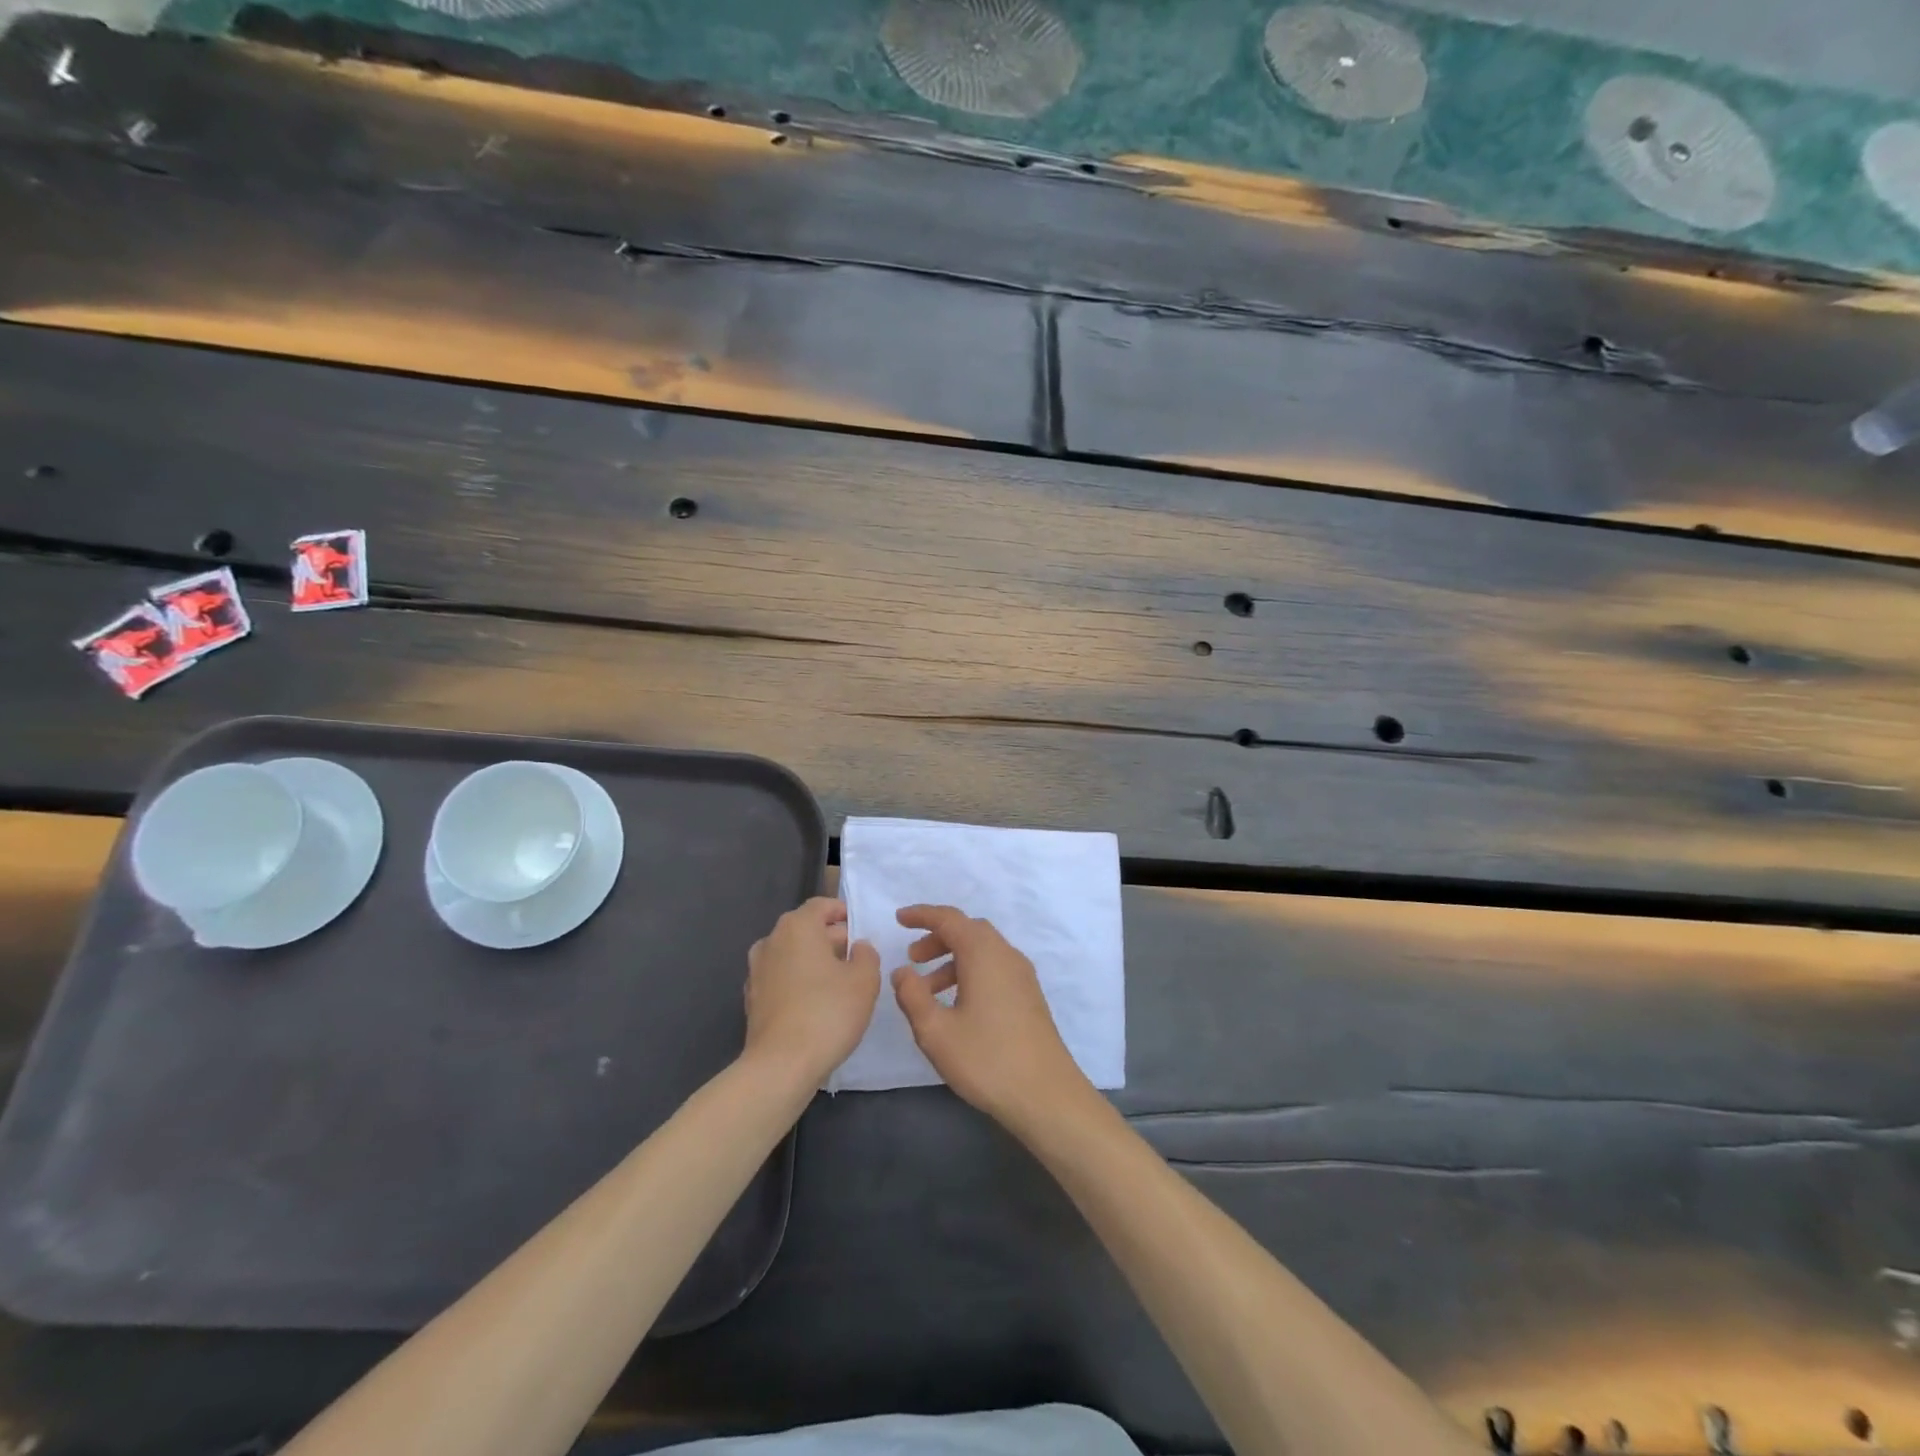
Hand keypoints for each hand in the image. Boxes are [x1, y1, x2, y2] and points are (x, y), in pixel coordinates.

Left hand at [745, 898, 879, 1085]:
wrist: (780, 1066)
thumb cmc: (828, 1012)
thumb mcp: (865, 981)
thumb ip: (867, 955)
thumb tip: (858, 947)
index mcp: (797, 927)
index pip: (821, 905)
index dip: (842, 913)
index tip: (860, 929)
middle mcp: (772, 941)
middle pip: (805, 929)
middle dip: (831, 939)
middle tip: (857, 959)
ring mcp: (757, 971)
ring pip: (792, 955)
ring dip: (813, 962)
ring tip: (839, 983)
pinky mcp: (752, 999)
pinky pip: (781, 979)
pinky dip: (798, 983)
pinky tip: (815, 1005)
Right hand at [891, 905, 1094, 1132]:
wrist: (1046, 1095)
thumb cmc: (987, 1059)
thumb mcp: (935, 1031)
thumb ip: (912, 996)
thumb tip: (902, 971)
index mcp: (983, 954)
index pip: (950, 919)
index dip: (922, 915)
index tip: (899, 919)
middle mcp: (1006, 955)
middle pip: (969, 931)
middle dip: (938, 938)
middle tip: (912, 958)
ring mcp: (1022, 976)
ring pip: (983, 951)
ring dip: (953, 959)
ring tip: (927, 990)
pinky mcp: (1029, 996)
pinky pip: (995, 968)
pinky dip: (971, 972)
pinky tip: (957, 1005)